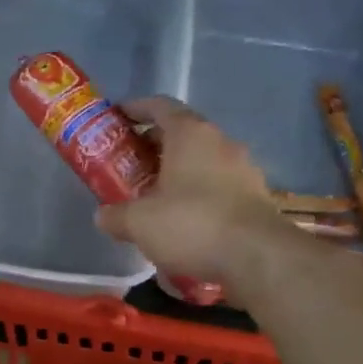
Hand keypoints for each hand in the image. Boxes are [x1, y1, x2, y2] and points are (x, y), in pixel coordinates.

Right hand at [94, 97, 284, 287]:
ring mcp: (243, 169)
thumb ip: (115, 215)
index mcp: (190, 134)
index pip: (160, 106)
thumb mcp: (139, 222)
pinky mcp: (256, 197)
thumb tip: (103, 215)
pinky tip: (184, 220)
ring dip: (177, 172)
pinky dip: (198, 195)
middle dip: (152, 146)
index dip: (135, 109)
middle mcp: (220, 142)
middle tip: (128, 164)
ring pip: (202, 161)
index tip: (117, 118)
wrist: (258, 257)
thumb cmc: (191, 224)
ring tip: (154, 196)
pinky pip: (218, 186)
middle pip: (181, 134)